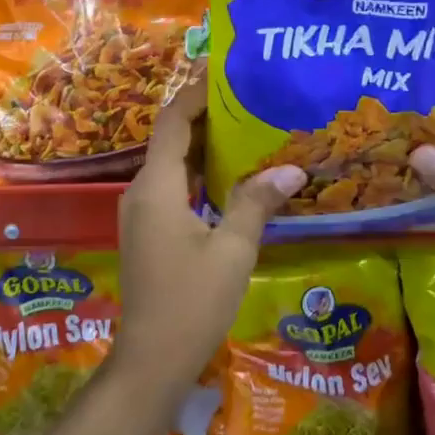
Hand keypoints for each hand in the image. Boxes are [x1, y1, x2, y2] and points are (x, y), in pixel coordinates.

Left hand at [112, 75, 305, 410]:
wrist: (151, 360)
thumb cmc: (191, 302)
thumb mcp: (233, 250)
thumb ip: (257, 203)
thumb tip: (293, 168)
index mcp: (156, 187)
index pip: (173, 122)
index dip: (196, 94)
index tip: (226, 74)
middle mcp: (141, 192)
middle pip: (172, 141)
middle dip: (207, 118)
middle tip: (250, 101)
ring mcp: (142, 214)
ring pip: (173, 167)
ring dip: (205, 148)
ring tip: (249, 131)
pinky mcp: (149, 233)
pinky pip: (173, 190)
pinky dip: (200, 176)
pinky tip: (233, 180)